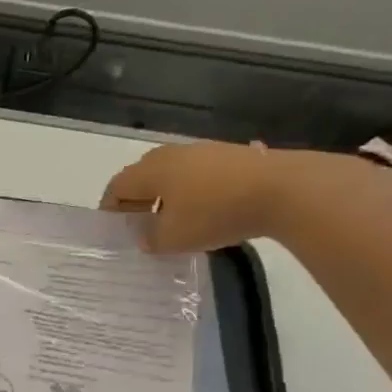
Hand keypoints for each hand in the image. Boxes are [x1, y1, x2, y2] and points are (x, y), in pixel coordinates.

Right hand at [99, 140, 379, 252]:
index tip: (112, 231)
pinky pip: (198, 176)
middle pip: (143, 177)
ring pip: (172, 175)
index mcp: (151, 170)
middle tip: (138, 227)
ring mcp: (204, 151)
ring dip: (165, 198)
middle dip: (137, 202)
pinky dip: (191, 194)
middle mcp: (172, 154)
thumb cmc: (213, 213)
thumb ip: (151, 239)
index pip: (117, 186)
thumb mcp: (173, 238)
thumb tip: (146, 236)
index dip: (110, 209)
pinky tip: (204, 214)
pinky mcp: (231, 157)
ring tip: (172, 224)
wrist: (281, 189)